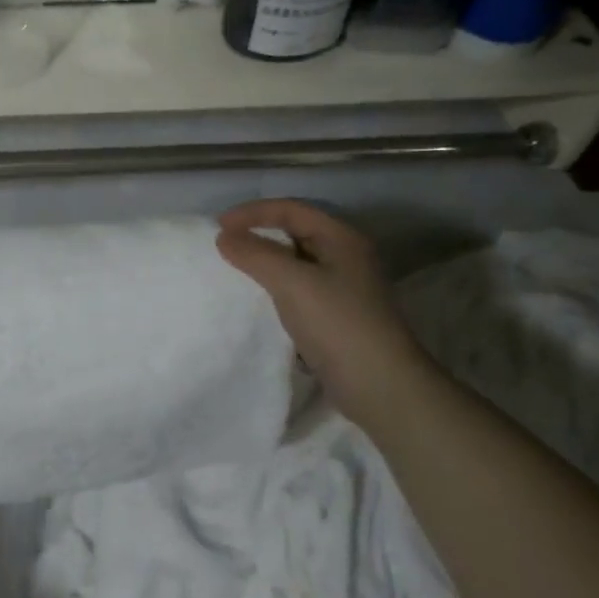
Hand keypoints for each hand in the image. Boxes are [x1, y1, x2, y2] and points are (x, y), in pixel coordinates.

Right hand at [216, 200, 435, 431]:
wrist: (381, 387)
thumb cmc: (338, 324)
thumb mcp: (292, 283)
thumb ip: (256, 254)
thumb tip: (225, 236)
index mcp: (341, 238)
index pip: (291, 210)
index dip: (253, 212)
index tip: (218, 226)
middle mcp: (346, 256)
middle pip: (295, 232)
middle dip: (259, 234)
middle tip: (225, 244)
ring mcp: (344, 287)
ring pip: (296, 262)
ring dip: (266, 262)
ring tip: (236, 269)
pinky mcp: (338, 315)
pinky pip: (299, 289)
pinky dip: (276, 288)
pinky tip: (258, 300)